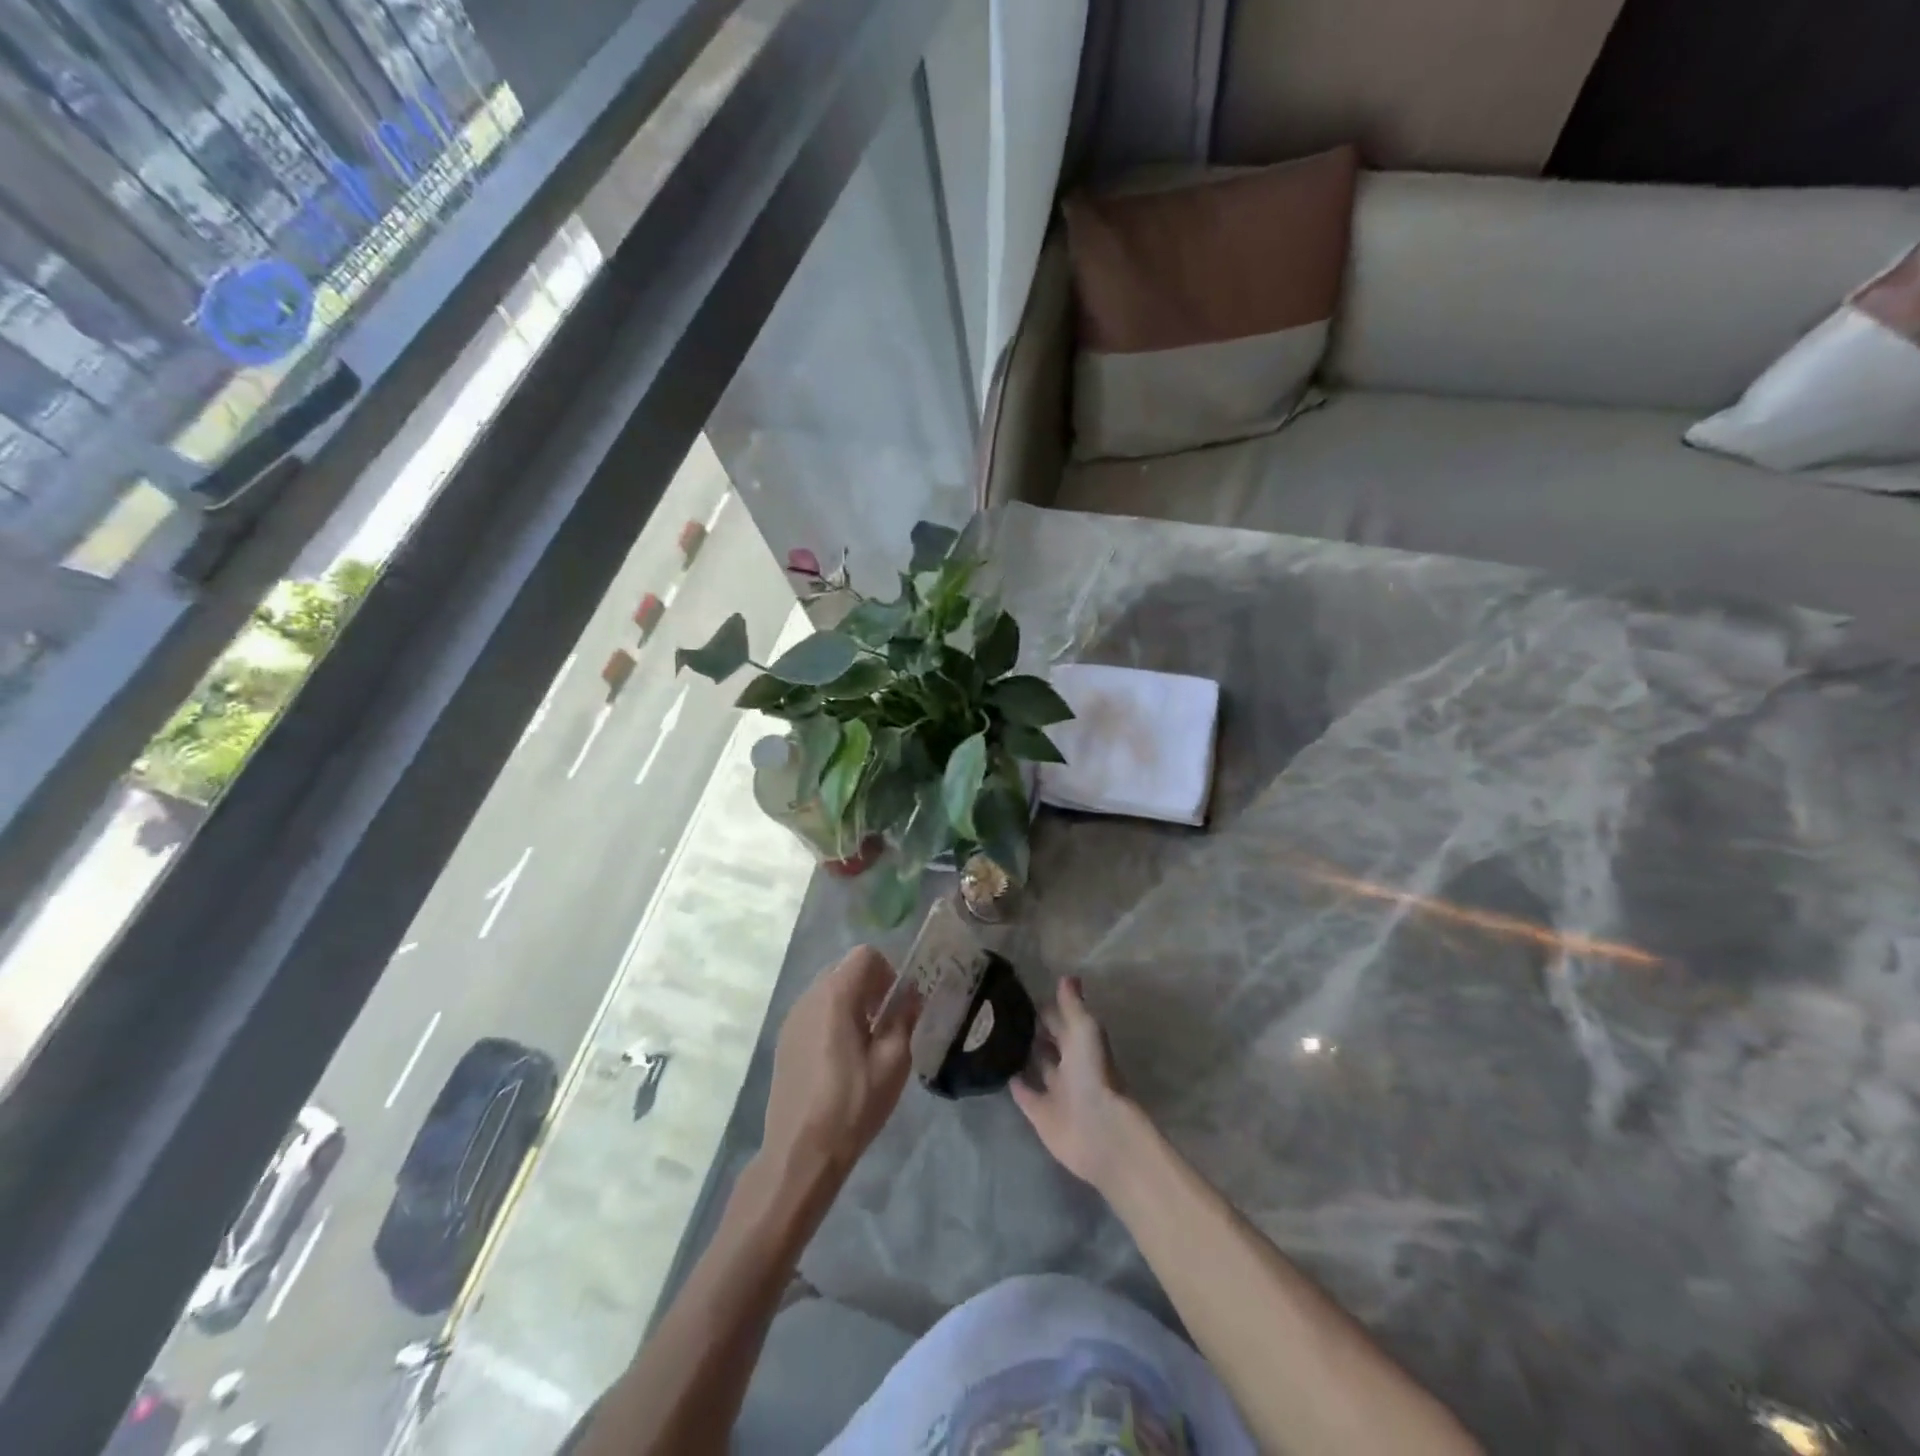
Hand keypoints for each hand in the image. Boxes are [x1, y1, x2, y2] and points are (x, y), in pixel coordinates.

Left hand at [763, 945, 918, 1178]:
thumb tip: (910, 996)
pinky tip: (842, 1059)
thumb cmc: (852, 1104)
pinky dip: (833, 1019)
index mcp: (835, 996)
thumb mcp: (893, 1062)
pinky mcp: (784, 1041)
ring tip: (865, 1043)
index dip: (887, 972)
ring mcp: (791, 1019)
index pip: (865, 955)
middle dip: (870, 987)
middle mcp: (808, 997)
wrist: (800, 1153)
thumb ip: (903, 1020)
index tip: (897, 1005)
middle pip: (844, 969)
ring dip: (851, 1003)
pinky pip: (814, 1012)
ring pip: (828, 990)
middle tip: (886, 1023)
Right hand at [1011, 976, 1137, 1192]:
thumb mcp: (1085, 1030)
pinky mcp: (1040, 1113)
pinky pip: (1024, 1093)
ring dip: (1021, 1053)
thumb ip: (1072, 1006)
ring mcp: (1054, 1089)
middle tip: (998, 1012)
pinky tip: (995, 1068)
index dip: (1044, 1007)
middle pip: (1048, 1042)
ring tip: (991, 1035)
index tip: (1016, 993)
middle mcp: (1069, 1064)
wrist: (1099, 1131)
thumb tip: (1067, 975)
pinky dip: (1013, 1082)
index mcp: (1081, 1043)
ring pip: (1035, 1066)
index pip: (1060, 1019)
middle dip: (1031, 1029)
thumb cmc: (1094, 1074)